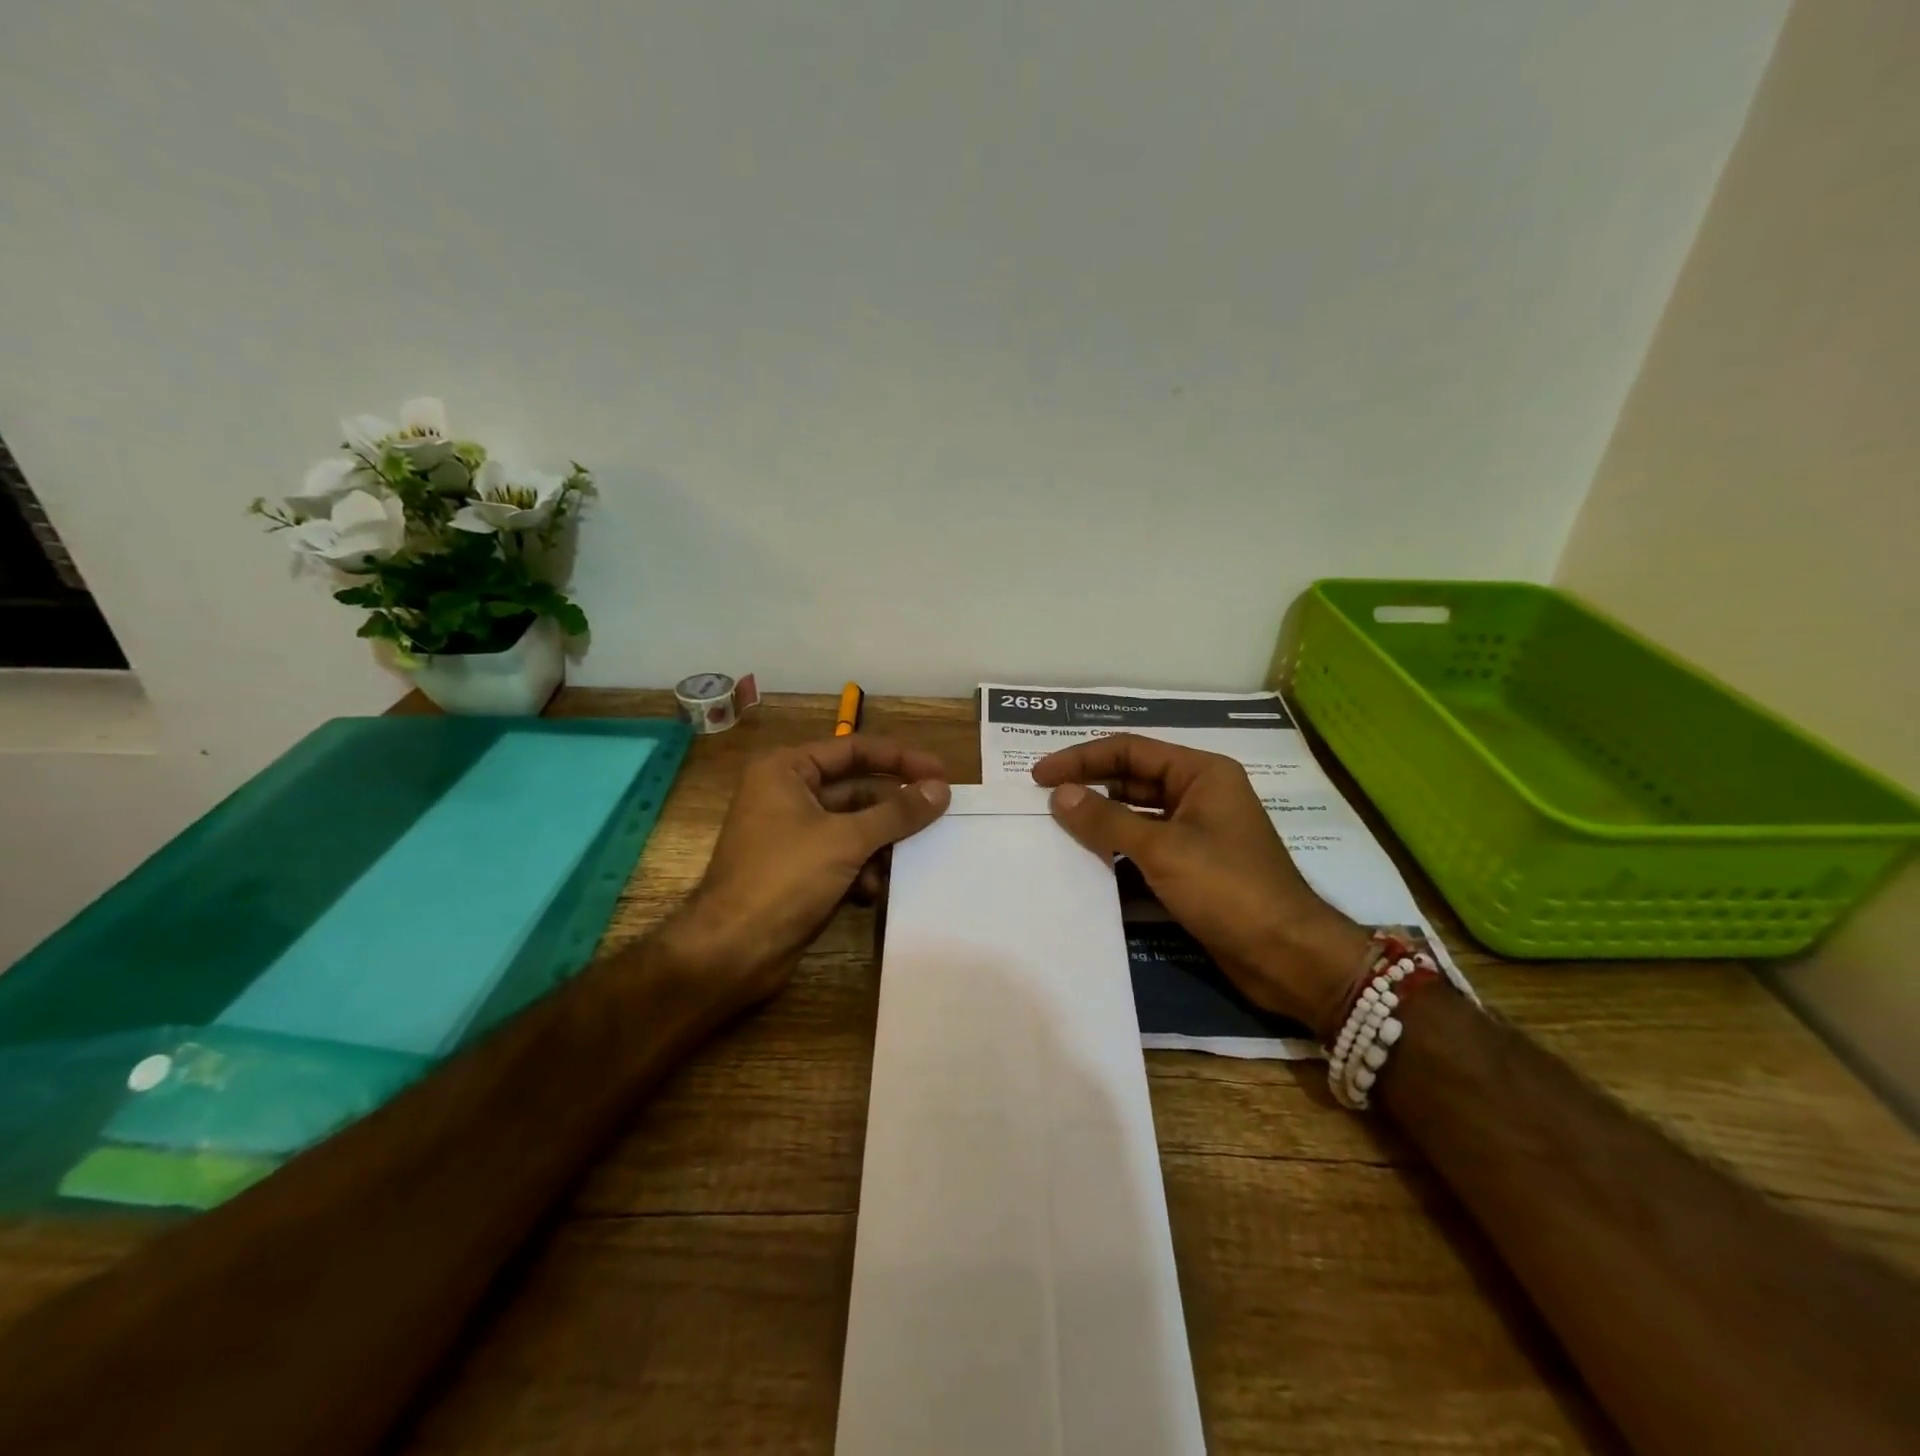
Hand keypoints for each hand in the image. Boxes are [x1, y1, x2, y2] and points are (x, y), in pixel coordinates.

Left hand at [663, 736, 951, 1011]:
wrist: (732, 950)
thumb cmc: (784, 878)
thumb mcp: (846, 839)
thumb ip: (897, 813)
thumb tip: (941, 789)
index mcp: (787, 770)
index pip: (854, 750)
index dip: (901, 759)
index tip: (941, 773)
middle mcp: (788, 794)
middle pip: (858, 789)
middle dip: (894, 809)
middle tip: (939, 816)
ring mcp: (793, 834)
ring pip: (855, 826)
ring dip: (881, 844)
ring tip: (908, 859)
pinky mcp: (799, 869)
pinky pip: (843, 856)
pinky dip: (863, 869)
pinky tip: (873, 891)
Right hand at [1033, 734, 1370, 1041]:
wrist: (1287, 955)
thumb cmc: (1228, 889)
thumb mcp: (1162, 849)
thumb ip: (1107, 820)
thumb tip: (1059, 794)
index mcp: (1201, 773)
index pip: (1129, 750)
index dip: (1081, 758)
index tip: (1040, 774)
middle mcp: (1200, 793)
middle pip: (1132, 777)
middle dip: (1089, 784)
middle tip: (1042, 798)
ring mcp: (1198, 830)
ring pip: (1138, 812)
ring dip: (1101, 817)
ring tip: (1056, 824)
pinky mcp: (1194, 864)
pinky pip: (1146, 843)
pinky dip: (1117, 845)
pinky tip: (1088, 856)